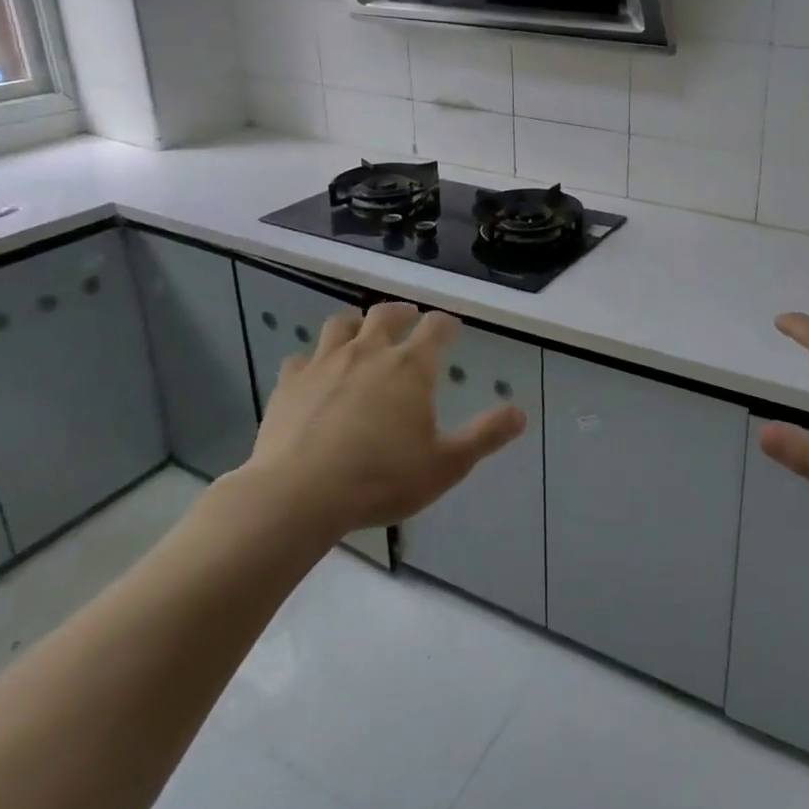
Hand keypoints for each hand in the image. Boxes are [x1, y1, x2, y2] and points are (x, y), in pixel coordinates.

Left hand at [238, 302, 524, 538]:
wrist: (298, 495)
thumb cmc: (381, 479)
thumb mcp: (447, 465)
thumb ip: (486, 436)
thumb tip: (520, 413)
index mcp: (411, 367)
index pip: (437, 328)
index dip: (447, 324)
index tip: (452, 327)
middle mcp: (369, 352)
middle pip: (387, 314)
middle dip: (402, 312)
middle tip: (409, 317)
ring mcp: (325, 364)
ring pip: (341, 324)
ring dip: (356, 323)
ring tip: (361, 332)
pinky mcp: (289, 383)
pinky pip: (300, 358)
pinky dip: (311, 359)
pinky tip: (312, 372)